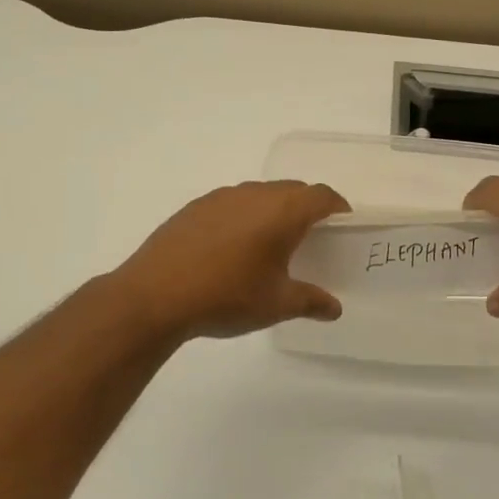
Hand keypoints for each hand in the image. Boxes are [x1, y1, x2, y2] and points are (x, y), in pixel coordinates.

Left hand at [110, 180, 350, 340]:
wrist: (155, 295)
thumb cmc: (227, 297)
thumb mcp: (276, 304)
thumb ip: (310, 302)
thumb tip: (334, 309)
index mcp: (282, 212)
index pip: (321, 196)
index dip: (337, 206)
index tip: (343, 223)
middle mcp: (254, 194)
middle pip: (292, 190)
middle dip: (307, 206)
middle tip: (312, 235)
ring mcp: (221, 197)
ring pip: (260, 194)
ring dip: (273, 210)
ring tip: (272, 242)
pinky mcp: (195, 207)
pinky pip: (232, 203)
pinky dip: (244, 216)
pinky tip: (233, 247)